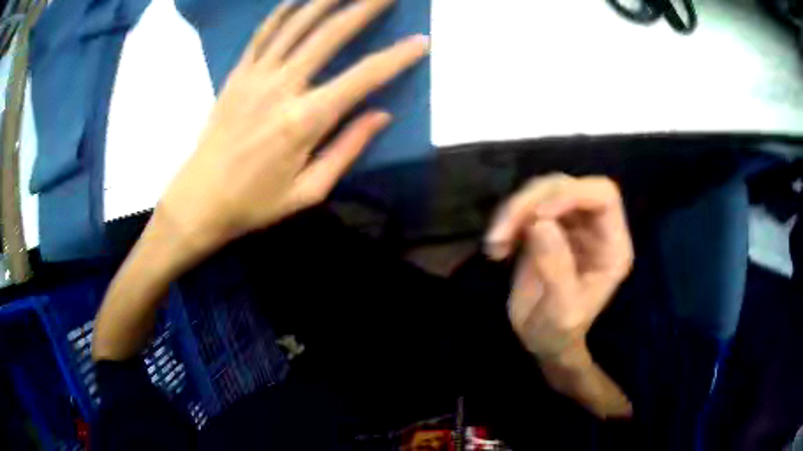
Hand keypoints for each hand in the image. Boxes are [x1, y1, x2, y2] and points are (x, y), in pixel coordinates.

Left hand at [159, 0, 428, 252]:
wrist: (199, 200)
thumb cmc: (254, 203)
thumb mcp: (308, 191)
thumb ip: (346, 149)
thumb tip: (382, 115)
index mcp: (305, 121)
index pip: (363, 77)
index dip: (397, 57)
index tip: (421, 41)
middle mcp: (282, 87)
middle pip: (330, 34)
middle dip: (364, 8)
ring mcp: (256, 76)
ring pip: (297, 25)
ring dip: (326, 1)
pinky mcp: (237, 75)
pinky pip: (263, 34)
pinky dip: (282, 13)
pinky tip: (298, 0)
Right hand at [485, 174, 633, 418]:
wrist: (543, 341)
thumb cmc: (560, 333)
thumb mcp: (561, 311)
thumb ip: (556, 268)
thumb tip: (539, 222)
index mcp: (612, 245)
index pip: (602, 196)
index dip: (570, 194)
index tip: (535, 217)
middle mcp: (594, 227)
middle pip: (566, 186)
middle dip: (530, 202)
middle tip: (500, 233)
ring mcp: (570, 225)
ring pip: (542, 191)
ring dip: (513, 211)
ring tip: (495, 244)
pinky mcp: (545, 227)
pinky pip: (525, 208)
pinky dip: (506, 221)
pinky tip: (496, 248)